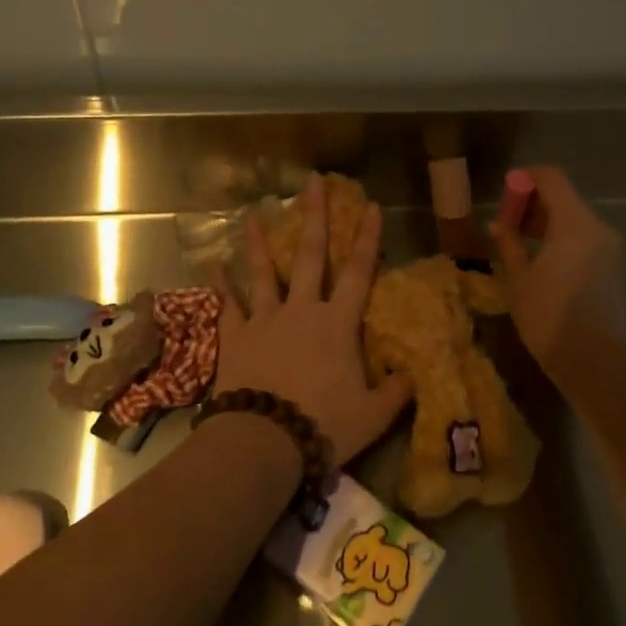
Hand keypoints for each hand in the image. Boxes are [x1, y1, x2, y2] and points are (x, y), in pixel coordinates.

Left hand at [214, 175, 413, 461]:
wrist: (265, 442)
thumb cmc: (324, 425)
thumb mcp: (374, 415)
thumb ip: (396, 391)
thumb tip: (412, 374)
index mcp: (338, 323)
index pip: (358, 272)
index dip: (368, 239)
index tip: (371, 206)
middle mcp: (302, 310)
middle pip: (310, 255)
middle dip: (314, 216)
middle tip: (312, 183)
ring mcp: (265, 319)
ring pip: (262, 271)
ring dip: (258, 241)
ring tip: (252, 212)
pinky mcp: (236, 336)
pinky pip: (227, 304)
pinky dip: (220, 284)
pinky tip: (213, 263)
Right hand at [488, 166, 625, 370]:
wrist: (597, 362)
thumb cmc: (550, 316)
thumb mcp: (519, 279)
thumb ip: (509, 245)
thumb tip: (498, 225)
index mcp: (575, 223)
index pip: (551, 178)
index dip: (525, 179)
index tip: (504, 194)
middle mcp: (597, 228)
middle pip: (563, 197)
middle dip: (533, 204)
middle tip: (505, 224)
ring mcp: (609, 249)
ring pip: (574, 220)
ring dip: (545, 223)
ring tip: (517, 244)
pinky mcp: (612, 268)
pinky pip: (583, 239)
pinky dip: (560, 240)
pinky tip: (539, 261)